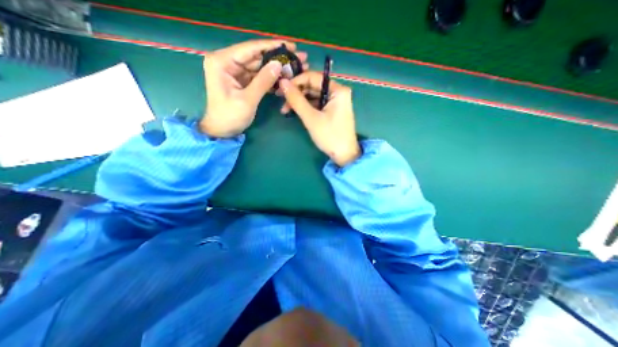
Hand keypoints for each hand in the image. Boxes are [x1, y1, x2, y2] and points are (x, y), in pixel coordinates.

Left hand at [201, 39, 307, 136]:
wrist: (222, 131)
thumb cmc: (230, 116)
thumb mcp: (248, 99)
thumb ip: (263, 81)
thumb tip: (279, 64)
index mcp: (222, 61)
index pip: (250, 49)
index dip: (271, 46)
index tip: (292, 45)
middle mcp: (227, 62)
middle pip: (256, 56)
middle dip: (277, 58)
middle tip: (298, 58)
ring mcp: (234, 71)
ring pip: (258, 66)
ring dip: (275, 68)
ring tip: (295, 68)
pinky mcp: (240, 81)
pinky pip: (257, 76)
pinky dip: (269, 78)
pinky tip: (283, 79)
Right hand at [282, 72, 363, 166]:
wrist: (344, 155)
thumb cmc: (329, 136)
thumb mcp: (311, 118)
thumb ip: (297, 100)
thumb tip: (282, 82)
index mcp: (337, 90)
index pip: (313, 77)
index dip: (296, 81)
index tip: (281, 89)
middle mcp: (338, 92)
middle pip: (313, 87)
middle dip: (296, 93)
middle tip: (281, 102)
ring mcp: (335, 102)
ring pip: (313, 96)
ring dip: (299, 102)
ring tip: (285, 111)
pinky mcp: (332, 111)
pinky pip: (317, 105)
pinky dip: (306, 108)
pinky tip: (296, 113)